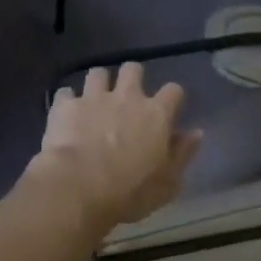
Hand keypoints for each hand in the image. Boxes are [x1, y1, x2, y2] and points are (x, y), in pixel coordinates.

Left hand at [30, 63, 201, 232]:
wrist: (78, 187)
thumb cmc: (130, 191)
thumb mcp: (167, 183)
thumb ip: (182, 154)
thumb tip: (196, 133)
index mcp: (156, 114)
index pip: (173, 91)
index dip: (171, 98)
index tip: (168, 109)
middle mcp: (127, 97)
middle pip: (133, 69)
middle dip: (132, 78)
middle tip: (127, 97)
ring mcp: (93, 98)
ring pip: (98, 73)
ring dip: (99, 84)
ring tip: (95, 100)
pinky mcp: (65, 106)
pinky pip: (66, 93)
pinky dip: (68, 101)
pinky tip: (66, 114)